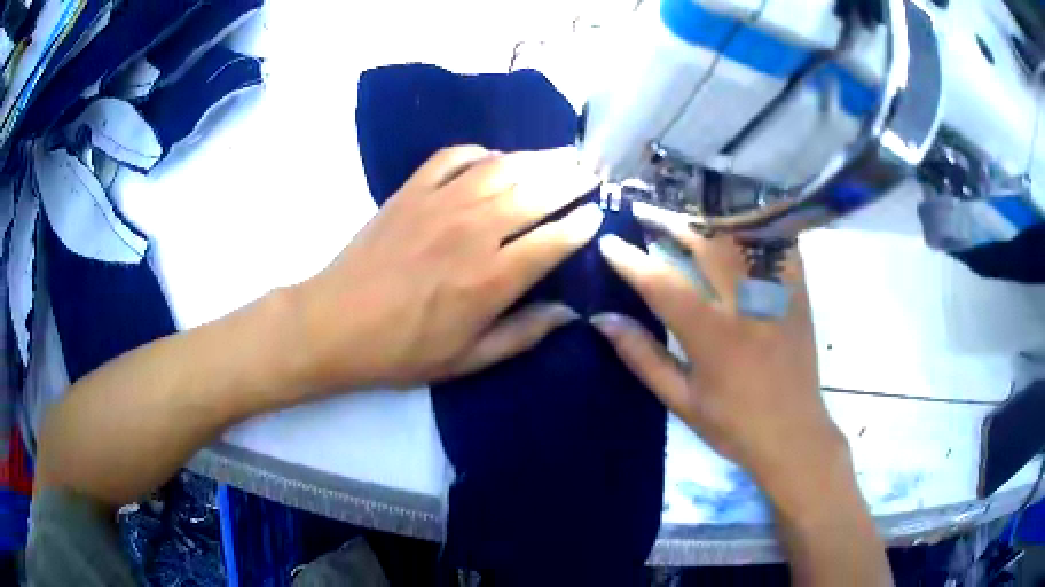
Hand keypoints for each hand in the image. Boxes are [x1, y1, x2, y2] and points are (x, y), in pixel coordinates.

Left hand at [293, 146, 602, 390]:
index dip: (583, 224)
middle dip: (572, 180)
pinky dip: (481, 152)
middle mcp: (473, 232)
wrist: (335, 324)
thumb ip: (523, 334)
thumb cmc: (401, 350)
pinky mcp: (411, 190)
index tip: (599, 214)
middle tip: (592, 173)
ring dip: (538, 158)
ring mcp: (440, 203)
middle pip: (537, 193)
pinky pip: (454, 156)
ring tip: (561, 155)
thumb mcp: (467, 360)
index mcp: (491, 279)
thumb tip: (570, 312)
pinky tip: (494, 158)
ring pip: (502, 167)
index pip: (554, 240)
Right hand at [591, 220, 848, 509]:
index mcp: (713, 336)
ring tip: (682, 208)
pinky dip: (755, 226)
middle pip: (704, 243)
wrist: (793, 434)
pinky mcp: (797, 292)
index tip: (608, 244)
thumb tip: (603, 320)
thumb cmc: (733, 425)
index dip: (631, 261)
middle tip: (644, 209)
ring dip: (707, 218)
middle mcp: (746, 305)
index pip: (663, 285)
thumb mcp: (681, 400)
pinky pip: (777, 244)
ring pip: (740, 237)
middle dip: (669, 220)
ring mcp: (777, 293)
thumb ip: (643, 357)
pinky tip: (737, 216)